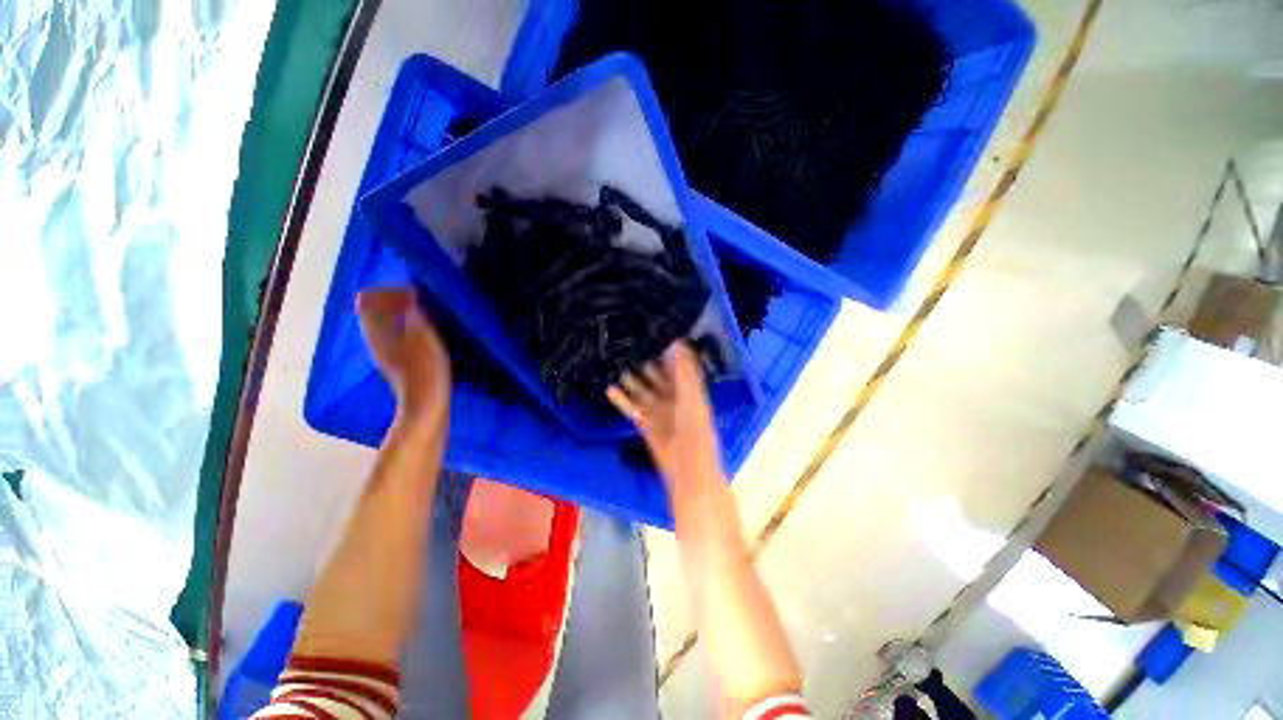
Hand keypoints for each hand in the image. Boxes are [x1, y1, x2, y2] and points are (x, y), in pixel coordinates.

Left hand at [357, 288, 450, 429]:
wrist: (426, 409)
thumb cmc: (425, 374)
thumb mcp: (425, 341)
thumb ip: (416, 318)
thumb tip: (412, 299)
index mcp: (379, 333)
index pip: (367, 301)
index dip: (388, 291)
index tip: (414, 293)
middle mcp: (377, 341)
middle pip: (376, 311)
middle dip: (397, 301)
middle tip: (424, 300)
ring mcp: (388, 353)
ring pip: (388, 324)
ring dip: (405, 314)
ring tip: (430, 314)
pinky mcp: (400, 363)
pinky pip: (398, 335)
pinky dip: (411, 328)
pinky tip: (431, 334)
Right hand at [607, 342, 721, 490]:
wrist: (687, 464)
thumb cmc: (694, 425)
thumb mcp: (691, 392)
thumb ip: (684, 367)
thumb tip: (678, 340)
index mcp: (688, 388)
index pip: (676, 364)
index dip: (666, 350)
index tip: (651, 332)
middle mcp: (672, 396)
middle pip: (656, 375)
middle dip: (644, 361)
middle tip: (626, 344)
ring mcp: (657, 409)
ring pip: (641, 389)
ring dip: (629, 378)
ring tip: (614, 361)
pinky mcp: (644, 422)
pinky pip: (631, 407)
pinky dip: (621, 399)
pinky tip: (608, 388)